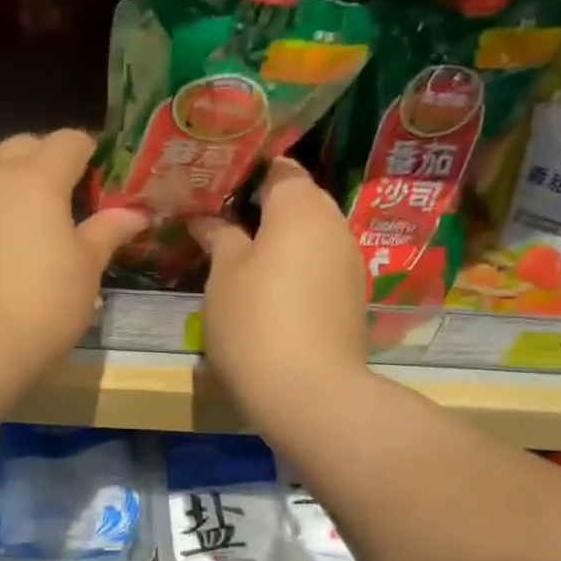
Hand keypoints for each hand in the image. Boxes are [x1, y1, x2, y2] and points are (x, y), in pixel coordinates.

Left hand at [0, 129, 148, 374]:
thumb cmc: (44, 301)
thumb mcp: (87, 268)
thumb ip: (109, 231)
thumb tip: (135, 213)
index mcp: (36, 177)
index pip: (70, 140)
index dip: (94, 153)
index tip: (108, 181)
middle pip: (24, 147)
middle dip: (50, 161)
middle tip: (73, 199)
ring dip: (18, 186)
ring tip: (39, 226)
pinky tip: (7, 252)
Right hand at [191, 158, 368, 432]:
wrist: (309, 392)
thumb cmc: (255, 321)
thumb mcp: (224, 275)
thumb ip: (220, 237)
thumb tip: (208, 218)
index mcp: (301, 206)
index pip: (278, 167)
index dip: (246, 173)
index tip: (215, 189)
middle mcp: (334, 224)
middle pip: (298, 200)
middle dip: (262, 208)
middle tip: (220, 224)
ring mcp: (350, 262)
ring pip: (311, 236)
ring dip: (280, 242)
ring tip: (242, 259)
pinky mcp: (353, 298)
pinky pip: (320, 267)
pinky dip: (297, 269)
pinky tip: (271, 292)